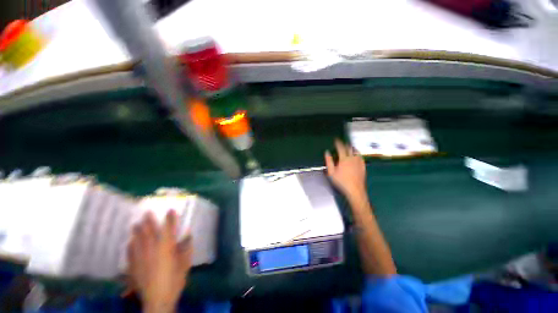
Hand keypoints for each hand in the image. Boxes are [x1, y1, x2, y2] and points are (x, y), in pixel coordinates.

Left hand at [127, 211, 191, 312]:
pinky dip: (130, 246)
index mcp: (167, 247)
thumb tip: (189, 236)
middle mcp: (152, 249)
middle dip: (148, 221)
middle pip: (149, 231)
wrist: (157, 300)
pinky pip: (130, 252)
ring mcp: (140, 257)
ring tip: (135, 223)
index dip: (170, 218)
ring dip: (137, 231)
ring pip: (138, 240)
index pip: (168, 228)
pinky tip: (129, 242)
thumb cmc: (174, 280)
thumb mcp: (185, 264)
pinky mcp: (133, 266)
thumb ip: (187, 248)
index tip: (170, 209)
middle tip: (146, 212)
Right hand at [325, 139, 366, 200]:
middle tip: (342, 143)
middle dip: (345, 144)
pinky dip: (358, 153)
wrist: (355, 190)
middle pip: (350, 148)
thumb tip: (327, 152)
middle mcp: (353, 158)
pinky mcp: (363, 166)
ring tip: (349, 147)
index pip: (341, 147)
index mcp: (344, 159)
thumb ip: (329, 161)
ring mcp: (359, 162)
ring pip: (356, 151)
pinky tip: (357, 155)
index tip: (336, 140)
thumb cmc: (341, 181)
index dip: (338, 143)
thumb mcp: (331, 172)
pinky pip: (361, 157)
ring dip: (352, 148)